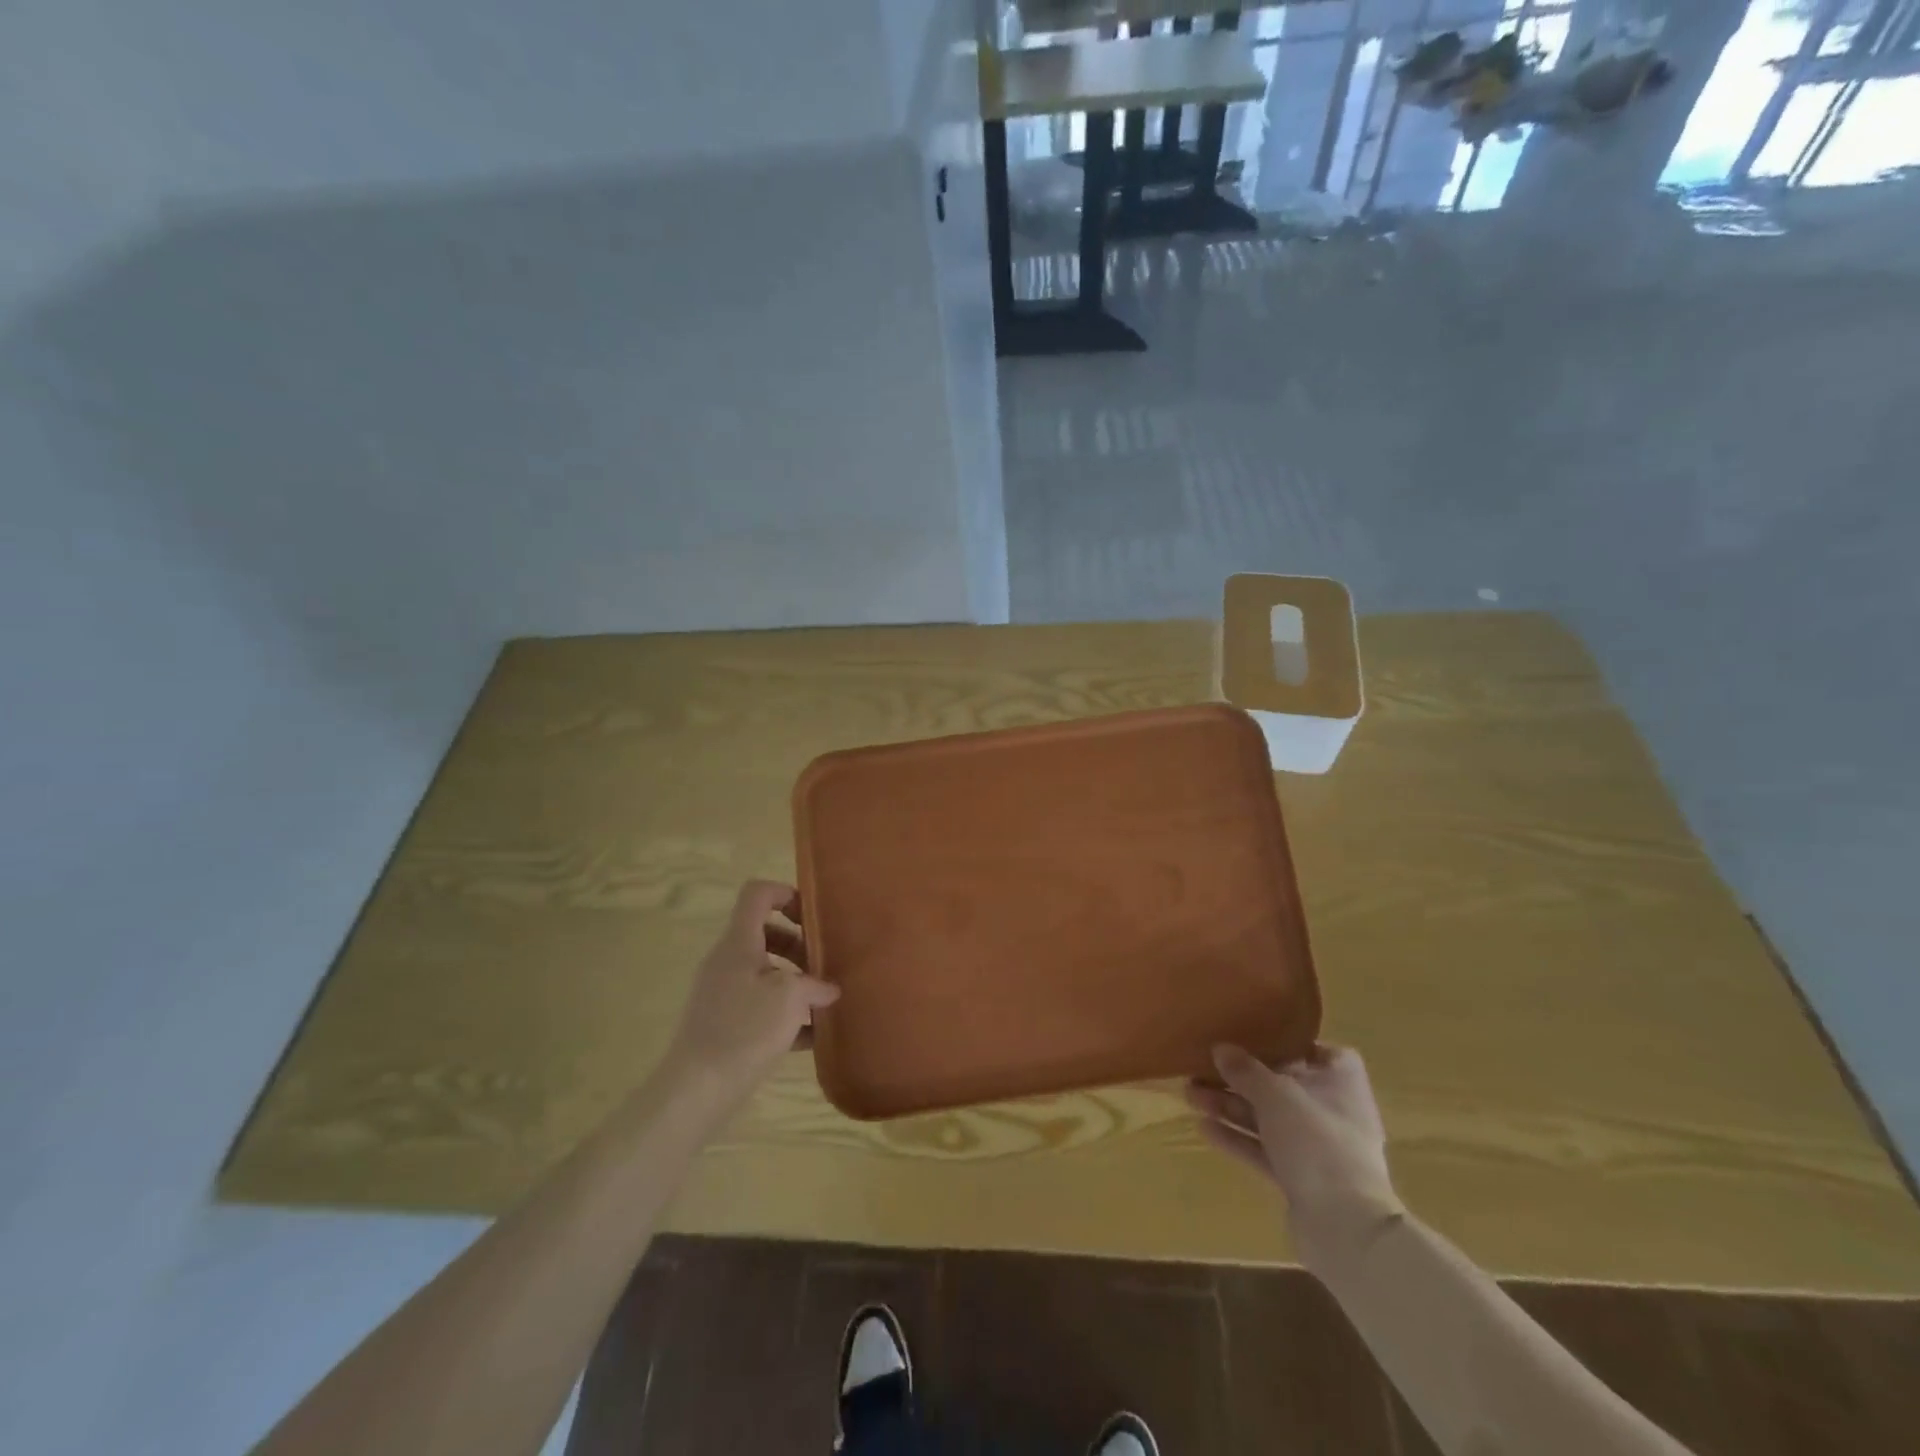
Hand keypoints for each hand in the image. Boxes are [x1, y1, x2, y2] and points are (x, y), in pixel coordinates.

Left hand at [661, 881, 838, 1104]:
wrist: (697, 1089)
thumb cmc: (745, 1029)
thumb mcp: (790, 998)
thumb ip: (815, 985)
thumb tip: (828, 989)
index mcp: (739, 943)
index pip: (757, 894)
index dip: (786, 894)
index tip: (812, 917)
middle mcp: (726, 961)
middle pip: (764, 933)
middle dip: (798, 944)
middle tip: (822, 965)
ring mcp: (721, 992)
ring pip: (763, 971)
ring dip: (794, 979)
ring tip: (821, 1002)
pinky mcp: (723, 1023)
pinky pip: (758, 1003)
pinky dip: (783, 1012)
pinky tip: (809, 1036)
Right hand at [1187, 1044, 1402, 1256]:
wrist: (1344, 1226)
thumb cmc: (1317, 1140)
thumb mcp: (1275, 1094)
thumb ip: (1245, 1070)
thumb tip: (1220, 1048)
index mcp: (1341, 1083)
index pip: (1322, 1052)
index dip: (1291, 1043)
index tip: (1256, 1037)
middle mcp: (1332, 1112)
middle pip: (1283, 1085)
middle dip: (1241, 1077)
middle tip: (1202, 1067)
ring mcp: (1317, 1148)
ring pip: (1268, 1118)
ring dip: (1231, 1106)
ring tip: (1189, 1094)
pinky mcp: (1301, 1178)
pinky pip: (1264, 1150)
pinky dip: (1237, 1138)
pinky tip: (1203, 1127)